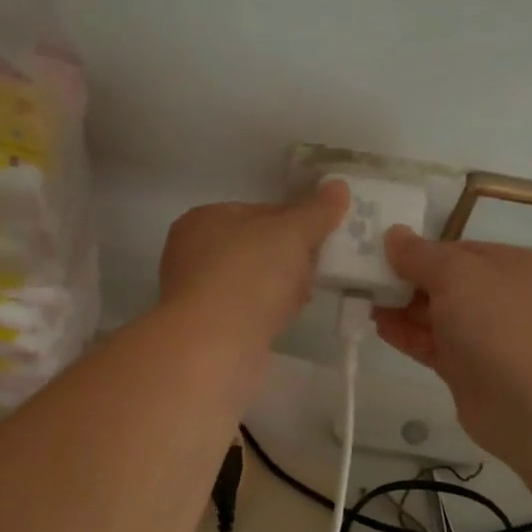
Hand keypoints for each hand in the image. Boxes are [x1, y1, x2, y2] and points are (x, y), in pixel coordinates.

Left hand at [159, 182, 349, 349]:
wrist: (216, 345)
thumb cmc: (249, 274)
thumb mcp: (291, 233)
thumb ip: (316, 211)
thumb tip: (339, 186)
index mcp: (203, 219)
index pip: (257, 211)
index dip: (293, 221)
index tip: (321, 236)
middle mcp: (192, 254)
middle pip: (254, 248)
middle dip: (288, 257)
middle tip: (318, 266)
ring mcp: (198, 294)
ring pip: (252, 282)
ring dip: (280, 287)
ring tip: (307, 294)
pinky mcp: (208, 329)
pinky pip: (247, 312)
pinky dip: (268, 312)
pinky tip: (287, 318)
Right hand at [375, 229, 531, 452]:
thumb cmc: (499, 323)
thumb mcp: (458, 273)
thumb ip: (420, 255)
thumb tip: (393, 234)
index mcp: (510, 265)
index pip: (456, 250)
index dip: (418, 251)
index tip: (378, 254)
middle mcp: (500, 297)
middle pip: (444, 282)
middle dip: (404, 280)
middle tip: (361, 279)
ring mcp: (485, 336)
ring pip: (435, 315)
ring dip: (400, 308)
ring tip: (361, 301)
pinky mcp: (467, 370)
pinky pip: (431, 345)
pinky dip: (406, 335)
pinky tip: (378, 326)